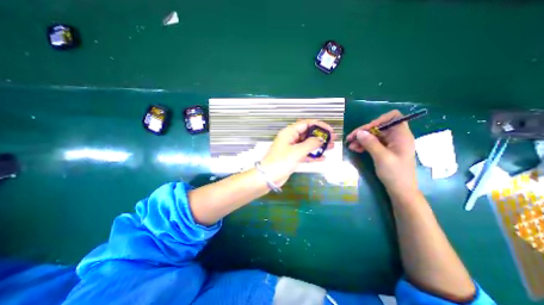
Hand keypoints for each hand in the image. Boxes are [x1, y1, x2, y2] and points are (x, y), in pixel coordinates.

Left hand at [260, 120, 333, 186]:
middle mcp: (291, 139)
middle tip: (332, 139)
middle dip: (320, 136)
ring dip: (319, 146)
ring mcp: (292, 148)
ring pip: (307, 144)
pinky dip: (313, 155)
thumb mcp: (297, 151)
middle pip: (308, 134)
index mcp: (289, 133)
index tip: (330, 130)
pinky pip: (305, 154)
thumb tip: (321, 139)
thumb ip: (310, 144)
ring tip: (331, 147)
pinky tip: (322, 158)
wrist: (269, 177)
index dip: (319, 125)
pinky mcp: (293, 157)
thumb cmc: (281, 162)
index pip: (306, 124)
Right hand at [346, 109, 417, 195]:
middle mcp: (396, 137)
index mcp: (401, 135)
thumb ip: (370, 143)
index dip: (378, 120)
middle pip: (379, 127)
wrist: (400, 190)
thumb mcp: (382, 157)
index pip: (393, 117)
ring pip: (374, 135)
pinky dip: (364, 145)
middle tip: (350, 138)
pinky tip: (355, 149)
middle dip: (364, 132)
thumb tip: (359, 132)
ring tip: (350, 145)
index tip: (366, 129)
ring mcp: (390, 144)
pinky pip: (373, 143)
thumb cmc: (395, 173)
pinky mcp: (385, 150)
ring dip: (361, 139)